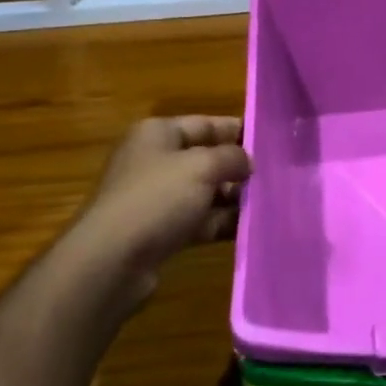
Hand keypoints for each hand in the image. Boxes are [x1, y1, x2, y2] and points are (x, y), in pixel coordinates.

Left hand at [75, 117, 251, 296]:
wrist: (111, 261)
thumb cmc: (157, 198)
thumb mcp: (202, 166)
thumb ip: (232, 157)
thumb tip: (247, 160)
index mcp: (157, 134)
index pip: (204, 123)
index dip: (236, 130)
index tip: (269, 141)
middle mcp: (154, 161)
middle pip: (204, 158)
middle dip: (237, 168)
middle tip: (274, 176)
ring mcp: (154, 199)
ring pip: (203, 192)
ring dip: (231, 198)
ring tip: (267, 203)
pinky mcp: (158, 232)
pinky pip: (197, 220)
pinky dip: (219, 222)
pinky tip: (247, 228)